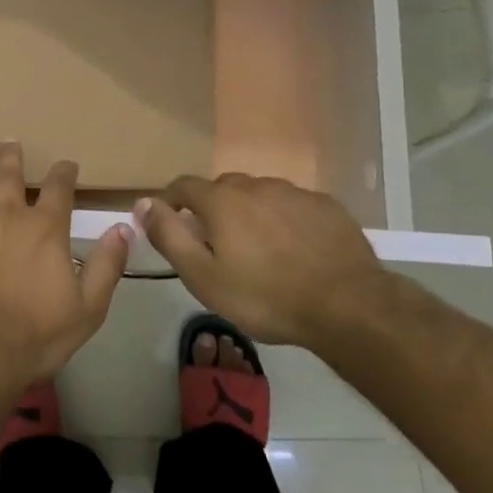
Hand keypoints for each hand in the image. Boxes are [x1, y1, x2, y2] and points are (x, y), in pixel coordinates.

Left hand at [0, 142, 131, 392]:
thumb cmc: (36, 333)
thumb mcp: (87, 308)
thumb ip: (106, 265)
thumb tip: (123, 227)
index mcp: (44, 227)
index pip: (60, 187)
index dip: (65, 172)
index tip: (67, 164)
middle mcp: (6, 214)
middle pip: (10, 174)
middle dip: (12, 155)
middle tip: (9, 141)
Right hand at [137, 173, 383, 345]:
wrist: (349, 307)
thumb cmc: (266, 296)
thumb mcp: (203, 277)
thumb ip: (169, 236)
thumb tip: (143, 203)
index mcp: (222, 200)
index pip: (183, 185)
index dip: (170, 201)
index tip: (169, 223)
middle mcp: (255, 186)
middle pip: (223, 188)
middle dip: (212, 208)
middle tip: (217, 244)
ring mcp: (294, 193)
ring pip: (260, 195)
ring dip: (251, 213)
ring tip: (260, 249)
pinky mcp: (326, 207)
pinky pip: (293, 206)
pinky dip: (285, 220)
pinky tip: (295, 249)